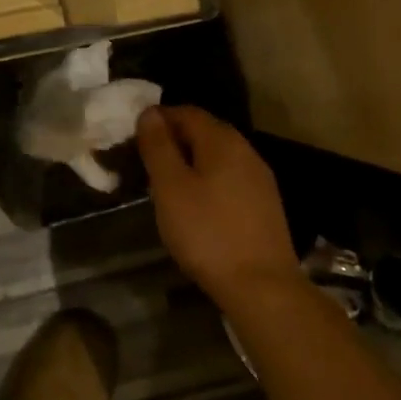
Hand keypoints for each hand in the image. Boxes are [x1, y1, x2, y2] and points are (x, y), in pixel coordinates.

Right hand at [137, 107, 301, 307]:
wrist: (262, 287)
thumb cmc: (207, 233)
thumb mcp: (170, 187)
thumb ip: (158, 146)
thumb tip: (149, 113)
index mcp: (222, 140)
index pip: (186, 112)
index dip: (158, 119)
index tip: (135, 138)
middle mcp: (246, 150)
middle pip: (205, 131)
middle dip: (174, 140)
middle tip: (147, 162)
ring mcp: (260, 178)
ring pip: (218, 157)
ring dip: (191, 162)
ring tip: (167, 185)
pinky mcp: (265, 205)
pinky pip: (230, 178)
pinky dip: (209, 181)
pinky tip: (197, 206)